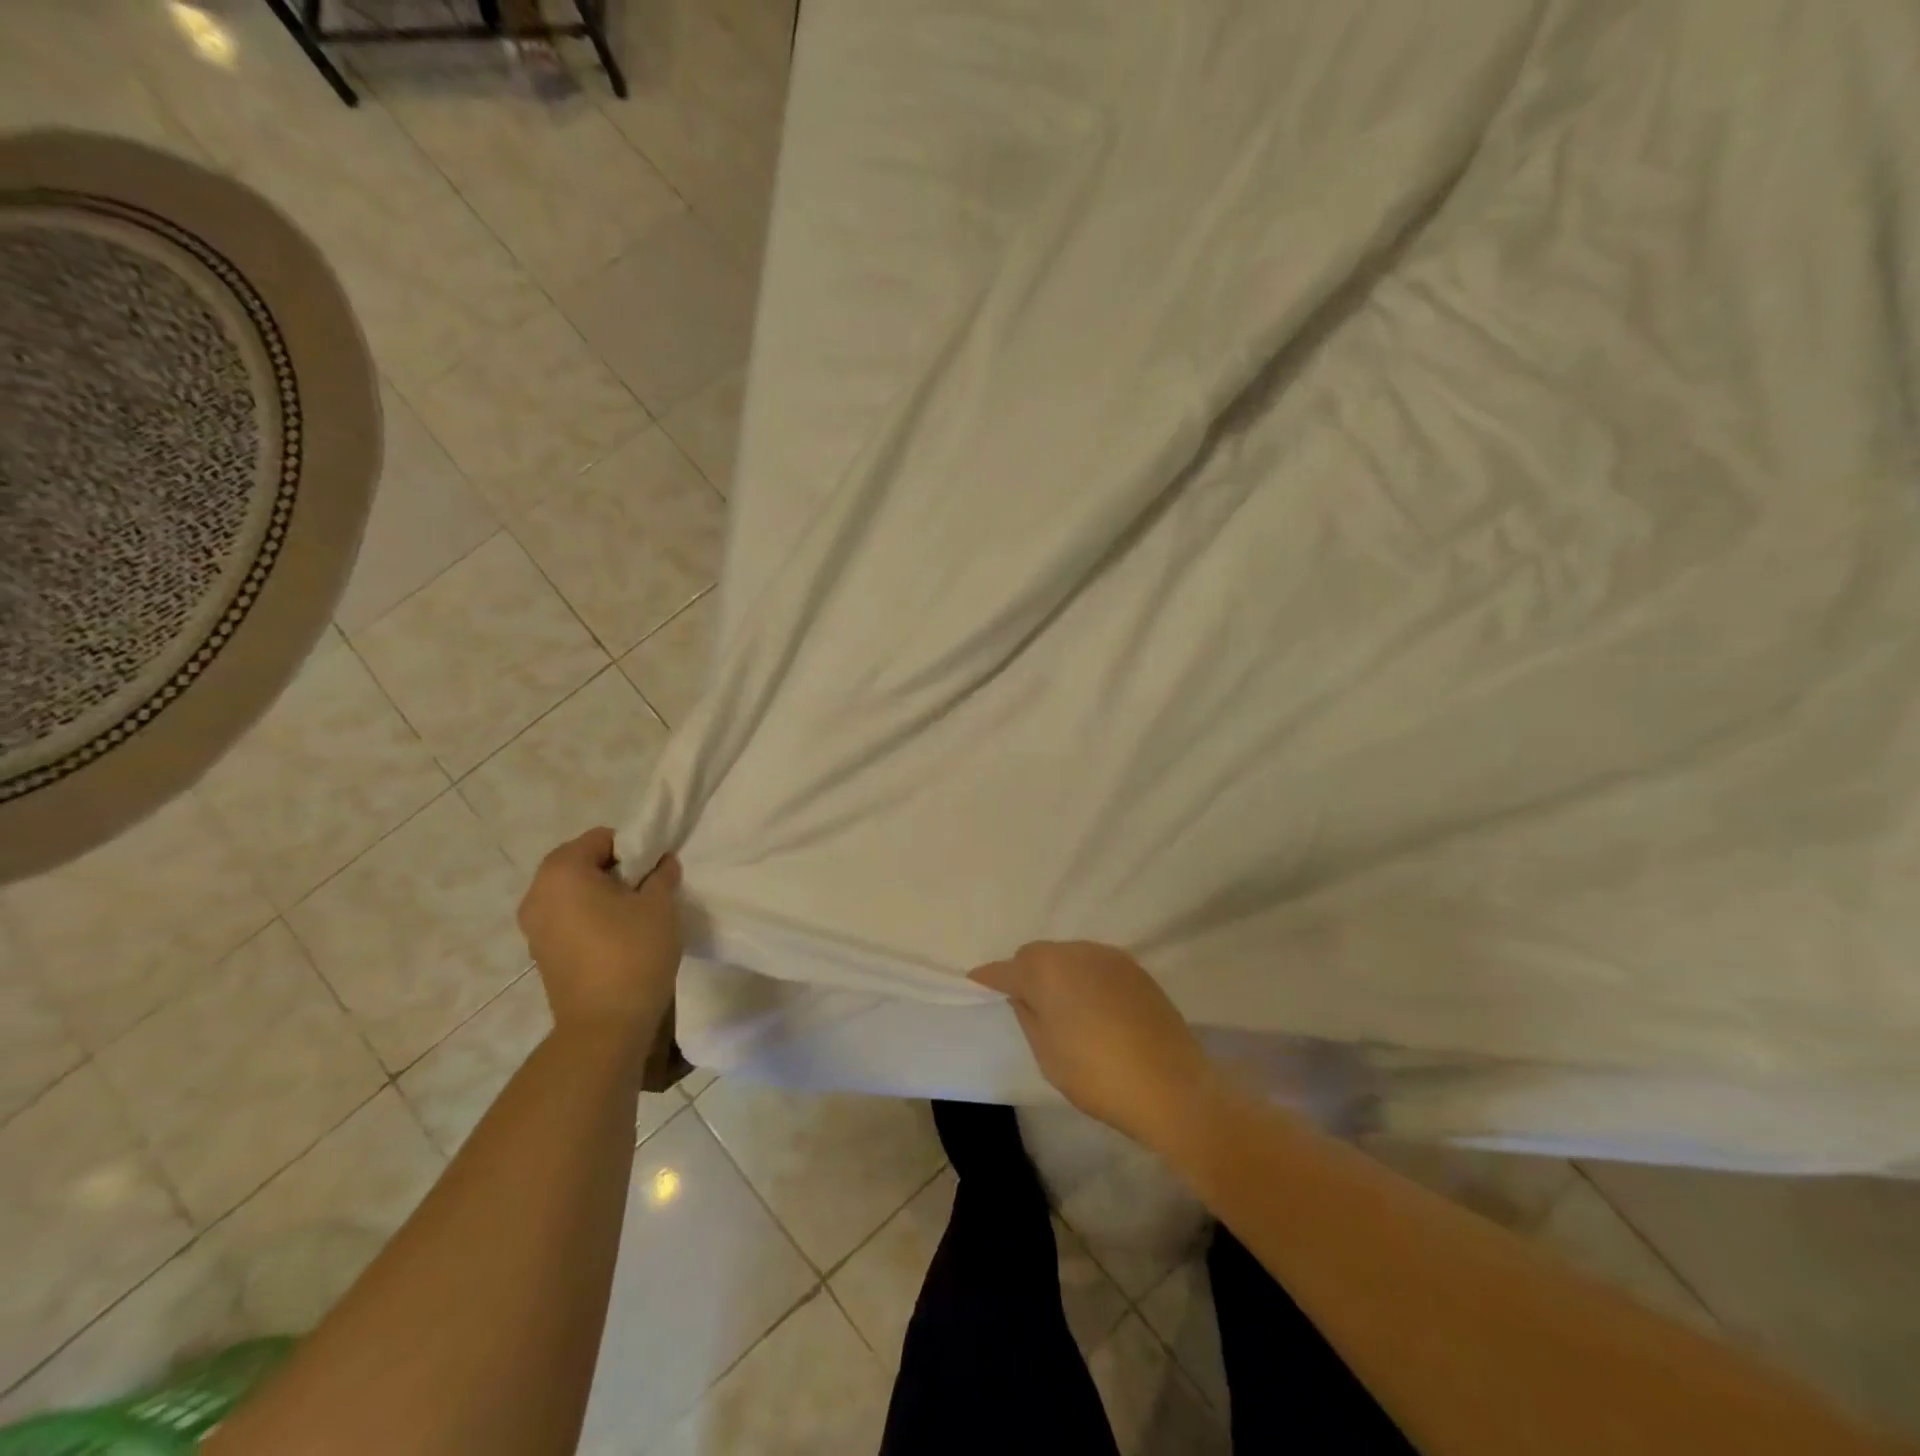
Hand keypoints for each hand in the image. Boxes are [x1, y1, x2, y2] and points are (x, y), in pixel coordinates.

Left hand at [517, 828, 682, 1051]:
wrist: (606, 1025)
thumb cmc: (633, 952)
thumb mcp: (660, 904)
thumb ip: (661, 874)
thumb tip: (661, 864)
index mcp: (562, 871)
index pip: (601, 838)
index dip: (634, 848)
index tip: (655, 871)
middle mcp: (537, 893)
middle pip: (582, 863)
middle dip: (616, 870)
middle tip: (648, 890)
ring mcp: (534, 926)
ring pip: (574, 893)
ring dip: (603, 895)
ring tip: (635, 915)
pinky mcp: (541, 953)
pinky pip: (568, 918)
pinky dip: (590, 918)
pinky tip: (618, 938)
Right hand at [969, 941, 1220, 1152]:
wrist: (1173, 1087)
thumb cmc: (1098, 1075)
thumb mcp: (1048, 1054)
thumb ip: (1028, 1016)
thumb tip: (1022, 995)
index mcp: (1047, 970)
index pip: (1006, 969)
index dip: (988, 979)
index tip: (976, 985)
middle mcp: (1076, 952)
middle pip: (1037, 955)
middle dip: (1025, 973)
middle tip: (1025, 1004)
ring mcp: (1109, 957)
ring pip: (1068, 956)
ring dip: (1058, 974)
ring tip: (1062, 1007)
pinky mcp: (1136, 969)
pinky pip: (1096, 965)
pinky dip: (1085, 979)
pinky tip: (1093, 1008)